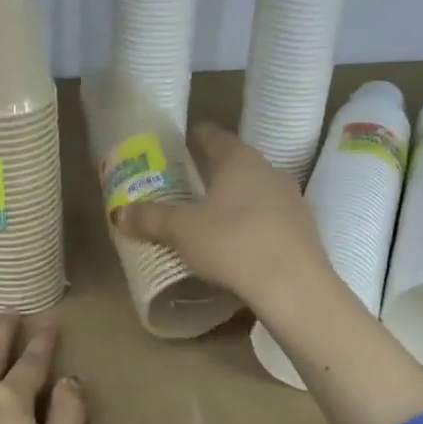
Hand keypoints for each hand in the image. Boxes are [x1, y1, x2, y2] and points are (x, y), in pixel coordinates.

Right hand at [113, 123, 334, 315]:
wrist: (294, 287)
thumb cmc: (233, 244)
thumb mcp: (181, 232)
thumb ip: (150, 219)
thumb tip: (119, 213)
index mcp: (239, 159)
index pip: (212, 136)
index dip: (192, 139)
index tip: (175, 148)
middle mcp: (269, 171)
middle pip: (235, 164)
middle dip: (211, 174)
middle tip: (184, 189)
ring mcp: (292, 200)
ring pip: (255, 193)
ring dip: (234, 202)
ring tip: (209, 220)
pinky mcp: (303, 231)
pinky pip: (270, 220)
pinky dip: (252, 227)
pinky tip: (239, 247)